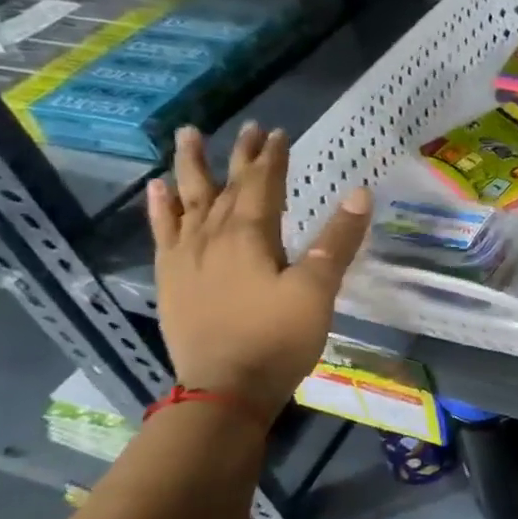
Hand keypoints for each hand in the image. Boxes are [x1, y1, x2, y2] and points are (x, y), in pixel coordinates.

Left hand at [147, 123, 371, 417]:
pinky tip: (158, 191)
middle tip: (247, 128)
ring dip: (190, 168)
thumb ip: (338, 240)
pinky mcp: (171, 280)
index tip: (280, 132)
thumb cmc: (278, 338)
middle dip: (239, 156)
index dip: (272, 158)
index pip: (262, 185)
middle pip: (225, 186)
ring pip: (188, 201)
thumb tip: (360, 191)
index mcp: (250, 237)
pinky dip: (160, 208)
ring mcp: (186, 259)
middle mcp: (212, 238)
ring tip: (187, 136)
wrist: (224, 390)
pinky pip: (163, 232)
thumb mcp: (318, 290)